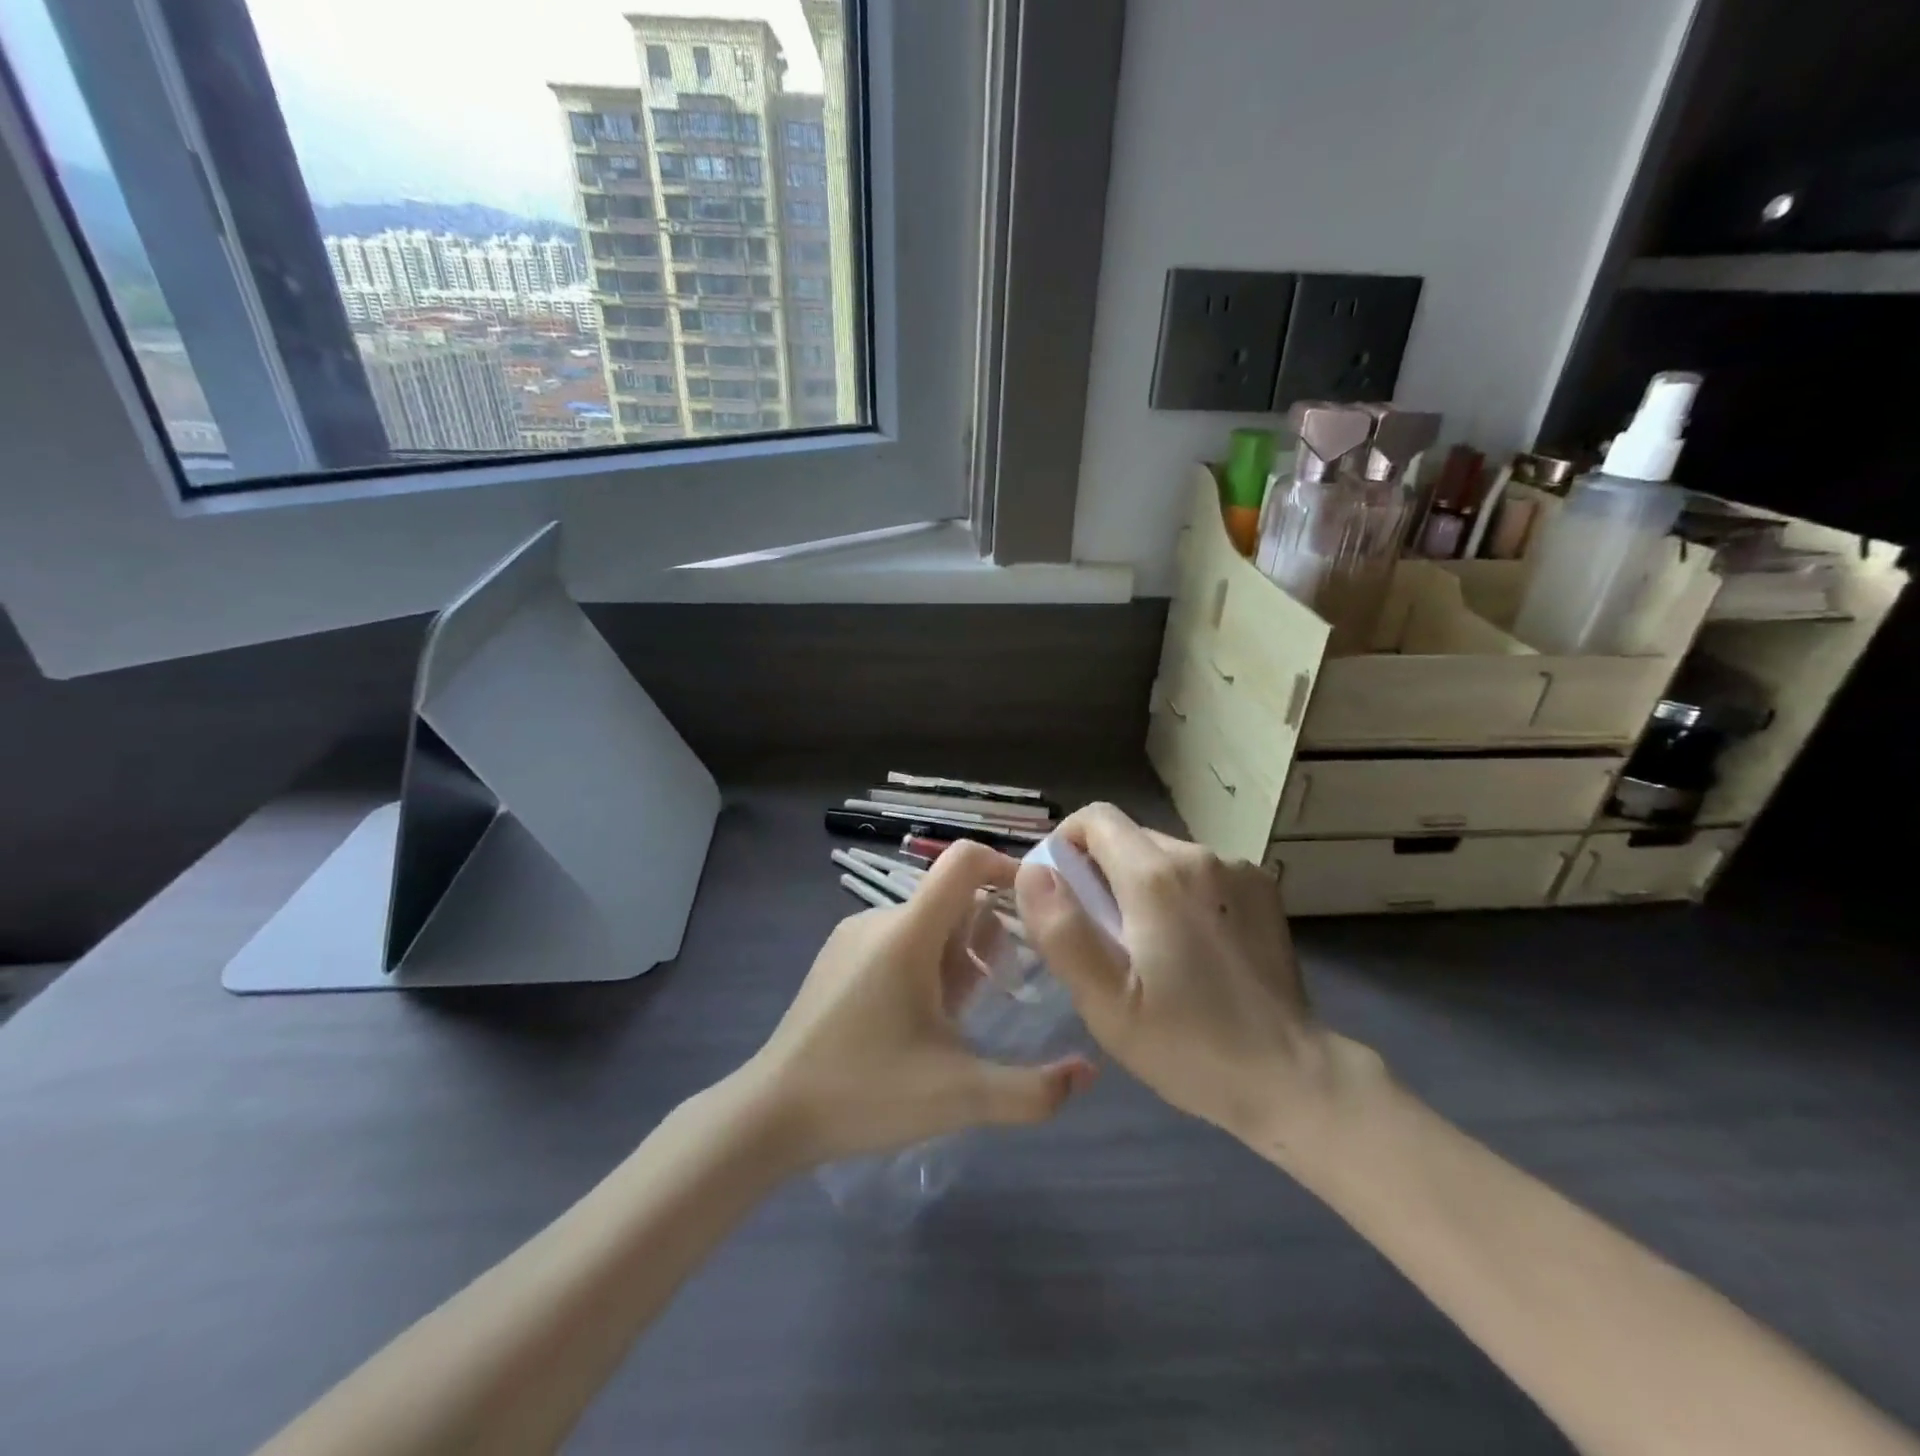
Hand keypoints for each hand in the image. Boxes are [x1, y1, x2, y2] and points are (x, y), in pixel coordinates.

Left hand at [744, 840, 1095, 1168]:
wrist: (770, 1114)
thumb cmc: (867, 1092)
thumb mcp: (960, 1096)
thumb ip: (1032, 1090)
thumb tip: (1088, 1073)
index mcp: (908, 933)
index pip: (964, 861)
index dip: (1006, 867)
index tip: (1036, 905)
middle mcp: (879, 919)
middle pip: (951, 901)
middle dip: (984, 939)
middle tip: (994, 996)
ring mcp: (852, 936)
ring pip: (925, 924)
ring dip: (954, 957)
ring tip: (955, 1019)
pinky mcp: (836, 957)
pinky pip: (896, 940)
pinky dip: (922, 964)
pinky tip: (916, 1022)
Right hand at [1015, 804, 1378, 1155]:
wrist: (1290, 1076)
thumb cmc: (1187, 1044)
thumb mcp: (1105, 1002)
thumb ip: (1061, 929)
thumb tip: (1034, 871)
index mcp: (1155, 876)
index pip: (1095, 818)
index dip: (1067, 844)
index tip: (1062, 892)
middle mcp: (1199, 855)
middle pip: (1129, 838)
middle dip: (1103, 873)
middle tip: (1103, 937)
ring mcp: (1238, 870)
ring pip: (1165, 855)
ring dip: (1142, 885)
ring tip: (1149, 947)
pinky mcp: (1263, 889)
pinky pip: (1201, 873)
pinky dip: (1182, 894)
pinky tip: (1193, 946)